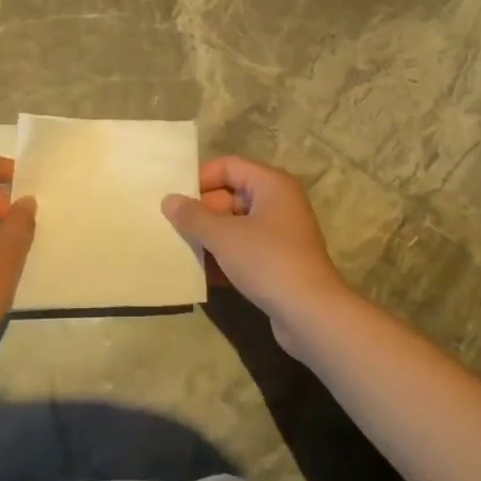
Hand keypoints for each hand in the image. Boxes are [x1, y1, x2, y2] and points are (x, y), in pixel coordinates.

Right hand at [164, 157, 353, 354]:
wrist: (311, 314)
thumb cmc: (267, 261)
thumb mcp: (224, 236)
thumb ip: (193, 216)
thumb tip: (168, 200)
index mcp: (271, 184)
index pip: (229, 166)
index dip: (200, 178)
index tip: (174, 197)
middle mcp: (279, 202)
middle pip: (231, 195)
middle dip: (202, 211)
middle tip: (172, 226)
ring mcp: (280, 234)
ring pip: (236, 225)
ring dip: (210, 237)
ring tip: (180, 249)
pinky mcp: (279, 261)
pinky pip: (245, 249)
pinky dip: (225, 257)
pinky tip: (202, 274)